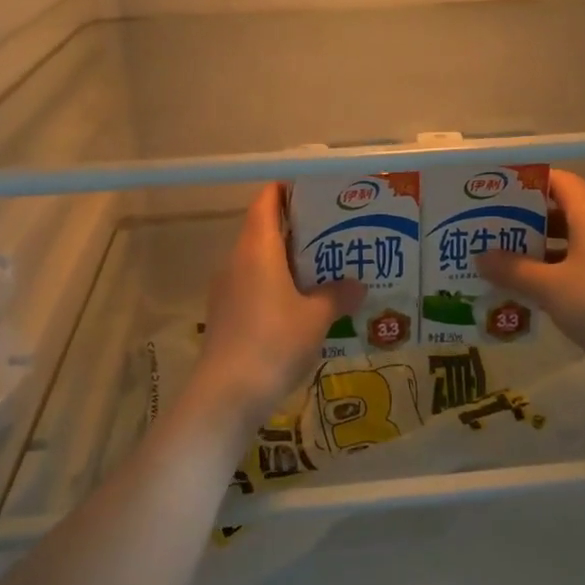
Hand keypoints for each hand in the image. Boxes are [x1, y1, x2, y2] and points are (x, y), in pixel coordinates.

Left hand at [192, 185, 364, 426]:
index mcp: (257, 248)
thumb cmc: (274, 342)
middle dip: (300, 230)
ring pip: (260, 261)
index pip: (267, 201)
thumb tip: (358, 285)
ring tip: (327, 270)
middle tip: (337, 235)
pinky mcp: (226, 314)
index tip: (319, 194)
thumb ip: (338, 295)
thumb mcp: (316, 318)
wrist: (227, 393)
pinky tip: (303, 305)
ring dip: (290, 261)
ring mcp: (227, 289)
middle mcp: (237, 260)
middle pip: (265, 230)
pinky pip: (255, 286)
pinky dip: (278, 286)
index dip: (289, 190)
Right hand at [477, 169, 584, 385]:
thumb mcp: (550, 286)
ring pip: (566, 242)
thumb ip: (513, 269)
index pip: (559, 180)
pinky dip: (549, 272)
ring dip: (534, 249)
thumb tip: (480, 256)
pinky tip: (522, 289)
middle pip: (560, 210)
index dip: (527, 181)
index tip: (492, 190)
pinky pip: (574, 267)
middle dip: (523, 218)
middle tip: (484, 227)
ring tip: (496, 258)